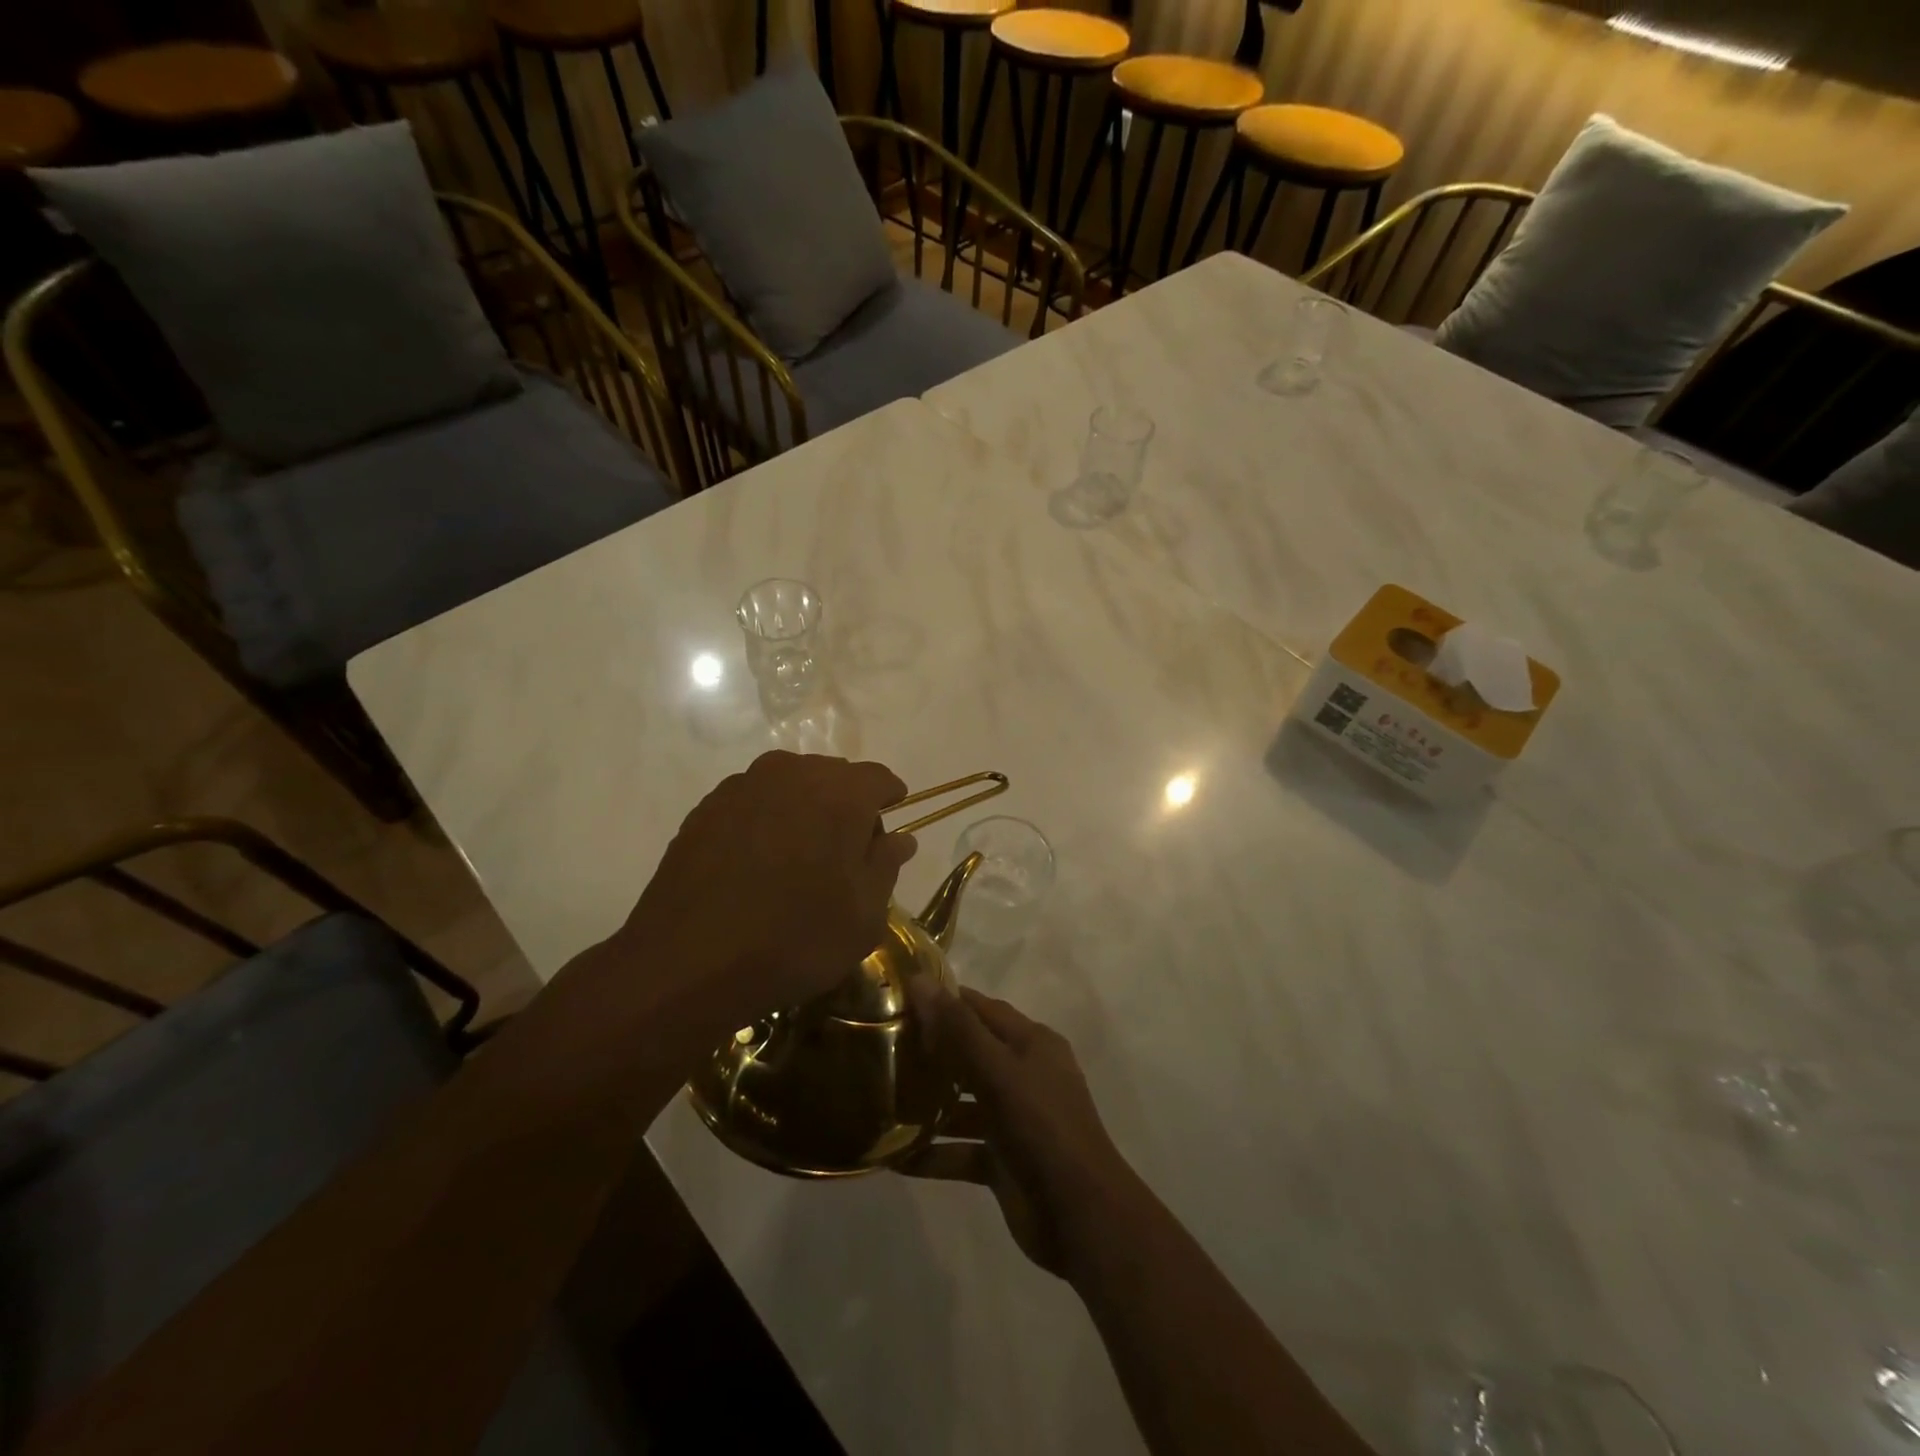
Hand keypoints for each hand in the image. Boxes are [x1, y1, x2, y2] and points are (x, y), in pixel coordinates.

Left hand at [620, 751, 916, 1027]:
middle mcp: (792, 773)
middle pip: (833, 776)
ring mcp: (743, 786)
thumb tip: (900, 838)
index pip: (878, 778)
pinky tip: (758, 863)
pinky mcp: (706, 807)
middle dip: (846, 805)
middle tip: (845, 853)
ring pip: (790, 785)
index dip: (889, 800)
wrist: (688, 963)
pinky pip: (753, 802)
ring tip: (799, 857)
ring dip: (804, 810)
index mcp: (840, 792)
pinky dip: (766, 821)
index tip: (890, 827)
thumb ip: (886, 866)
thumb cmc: (795, 939)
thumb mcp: (863, 916)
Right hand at [905, 983, 1135, 1278]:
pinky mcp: (1002, 1162)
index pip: (982, 1009)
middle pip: (970, 1053)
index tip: (900, 997)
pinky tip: (893, 1157)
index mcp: (1032, 1044)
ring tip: (879, 1099)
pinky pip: (961, 1149)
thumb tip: (919, 981)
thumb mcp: (1000, 1072)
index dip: (945, 1000)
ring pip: (963, 1104)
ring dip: (928, 1104)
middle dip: (931, 1051)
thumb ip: (959, 1030)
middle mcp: (1024, 1075)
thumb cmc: (1043, 1128)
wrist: (1082, 1218)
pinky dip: (933, 1152)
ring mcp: (1014, 1120)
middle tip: (881, 1045)